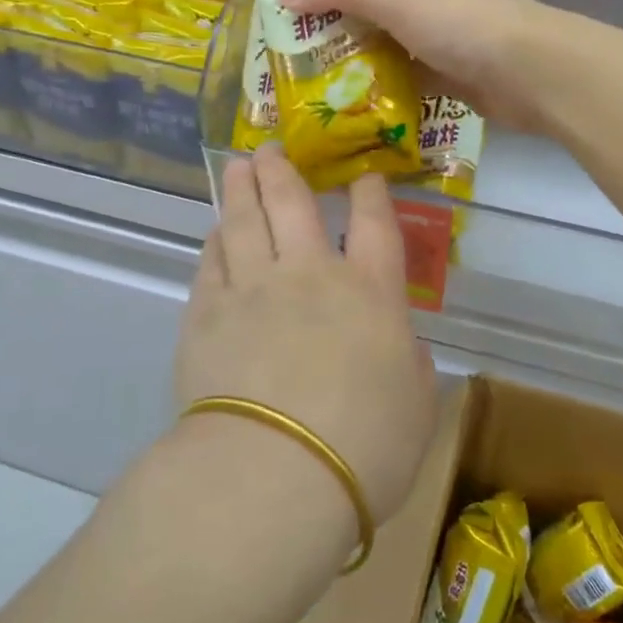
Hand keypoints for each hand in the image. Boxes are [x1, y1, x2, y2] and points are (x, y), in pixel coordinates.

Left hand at [175, 147, 436, 526]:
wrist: (275, 474)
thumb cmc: (365, 447)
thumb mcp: (415, 406)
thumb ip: (408, 362)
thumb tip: (394, 342)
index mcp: (369, 292)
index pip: (375, 224)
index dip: (370, 194)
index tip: (364, 176)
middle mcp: (308, 275)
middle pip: (293, 204)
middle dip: (284, 171)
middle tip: (272, 148)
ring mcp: (252, 289)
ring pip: (244, 221)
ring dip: (242, 189)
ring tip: (237, 167)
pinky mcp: (206, 314)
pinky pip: (211, 263)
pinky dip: (214, 242)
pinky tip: (215, 234)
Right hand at [276, 0, 556, 132]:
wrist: (532, 73)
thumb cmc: (461, 21)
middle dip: (332, 17)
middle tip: (290, 44)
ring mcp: (440, 28)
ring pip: (384, 36)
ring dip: (353, 55)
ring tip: (308, 78)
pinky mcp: (449, 67)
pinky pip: (403, 71)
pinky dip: (380, 83)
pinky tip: (348, 102)